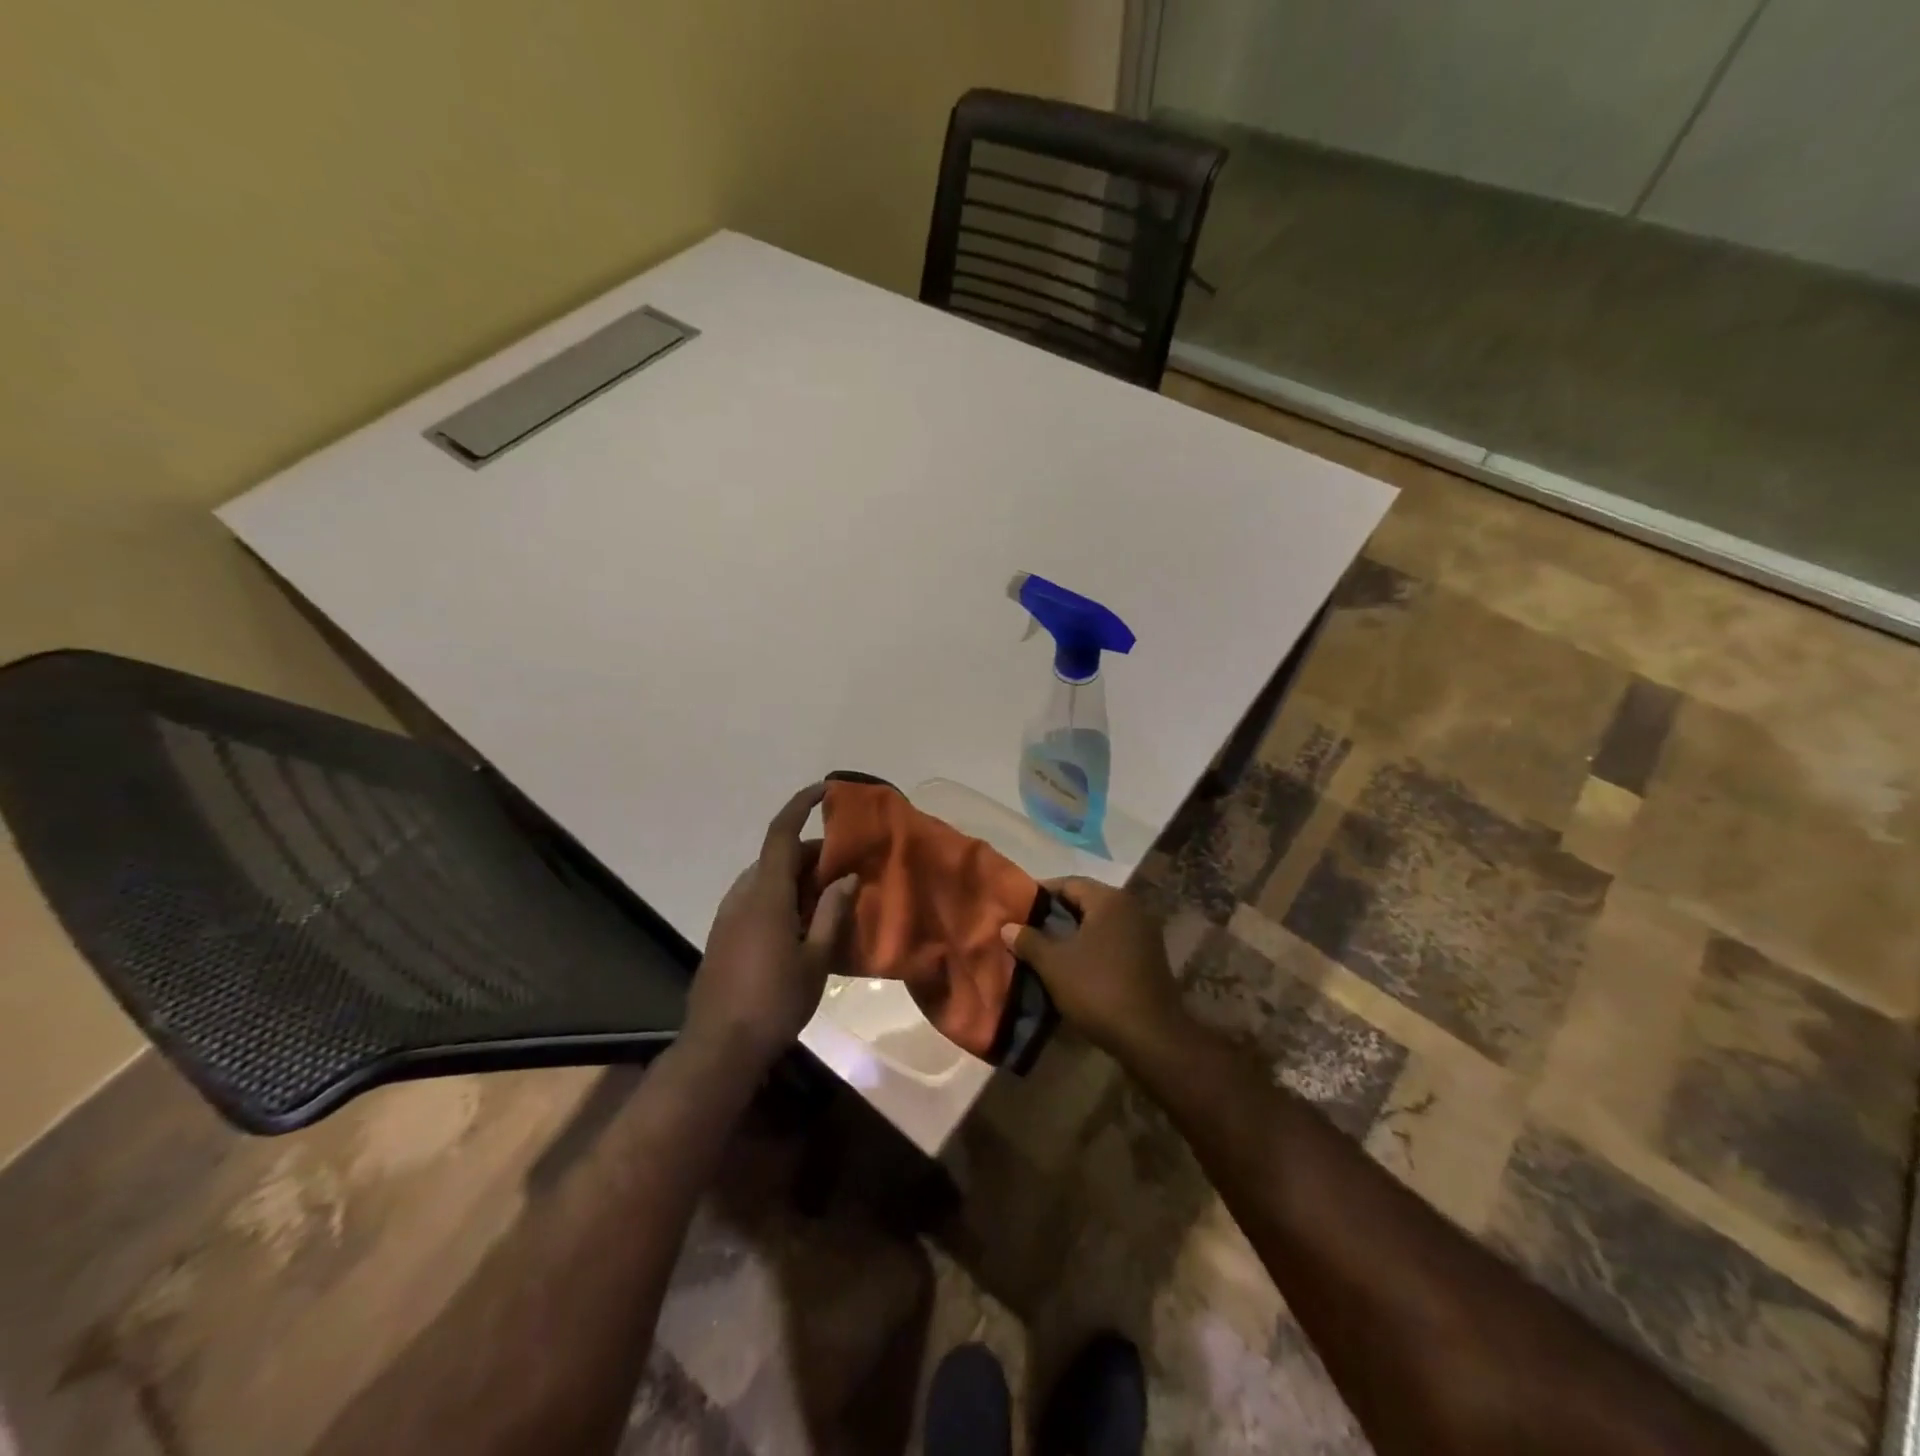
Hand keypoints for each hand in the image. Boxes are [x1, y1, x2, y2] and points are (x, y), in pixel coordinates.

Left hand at [687, 784, 858, 1068]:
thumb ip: (832, 913)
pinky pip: (755, 900)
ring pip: (766, 879)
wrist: (718, 1048)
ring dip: (796, 878)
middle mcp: (742, 896)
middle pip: (777, 857)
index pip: (781, 833)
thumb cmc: (774, 1002)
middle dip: (811, 854)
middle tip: (845, 869)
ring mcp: (727, 916)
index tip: (825, 790)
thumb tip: (846, 877)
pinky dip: (781, 897)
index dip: (801, 805)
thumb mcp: (815, 960)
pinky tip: (801, 925)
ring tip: (828, 898)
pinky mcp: (722, 936)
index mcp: (765, 895)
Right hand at [1002, 878, 1186, 1062]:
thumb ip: (1029, 941)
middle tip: (1027, 929)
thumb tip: (1007, 926)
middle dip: (1055, 915)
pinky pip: (1112, 941)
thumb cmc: (1098, 989)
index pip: (1069, 883)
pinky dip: (1091, 948)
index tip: (1017, 908)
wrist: (1151, 1037)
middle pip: (1085, 902)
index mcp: (1110, 900)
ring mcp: (1144, 933)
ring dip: (1073, 934)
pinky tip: (1072, 966)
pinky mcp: (1149, 958)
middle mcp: (1131, 908)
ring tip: (1044, 949)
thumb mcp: (1054, 964)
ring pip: (1099, 924)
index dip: (1039, 893)